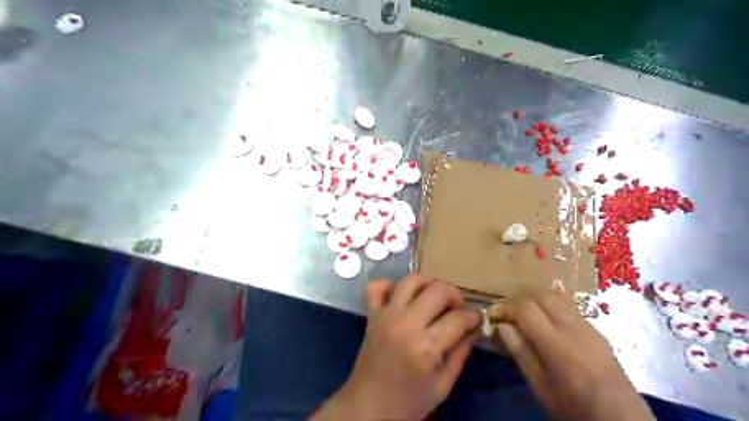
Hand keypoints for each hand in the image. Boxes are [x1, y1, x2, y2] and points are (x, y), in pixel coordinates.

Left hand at [311, 275, 479, 418]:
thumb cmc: (408, 403)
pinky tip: (401, 296)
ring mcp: (386, 315)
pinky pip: (376, 286)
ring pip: (410, 280)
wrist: (367, 406)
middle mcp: (405, 324)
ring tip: (435, 296)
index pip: (457, 318)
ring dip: (428, 283)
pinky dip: (389, 285)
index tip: (477, 318)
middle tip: (458, 307)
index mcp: (425, 347)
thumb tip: (473, 330)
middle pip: (437, 290)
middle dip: (455, 295)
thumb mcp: (442, 386)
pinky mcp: (371, 315)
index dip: (473, 316)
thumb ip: (460, 354)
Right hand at [496, 291, 655, 419]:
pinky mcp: (596, 330)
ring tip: (526, 315)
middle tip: (509, 313)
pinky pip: (569, 306)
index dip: (506, 307)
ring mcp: (587, 326)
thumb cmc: (574, 408)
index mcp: (556, 344)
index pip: (525, 308)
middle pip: (541, 294)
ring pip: (557, 296)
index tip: (496, 316)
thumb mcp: (540, 387)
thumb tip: (502, 326)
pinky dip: (552, 305)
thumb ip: (521, 353)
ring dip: (536, 299)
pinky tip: (548, 322)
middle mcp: (572, 328)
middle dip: (520, 299)